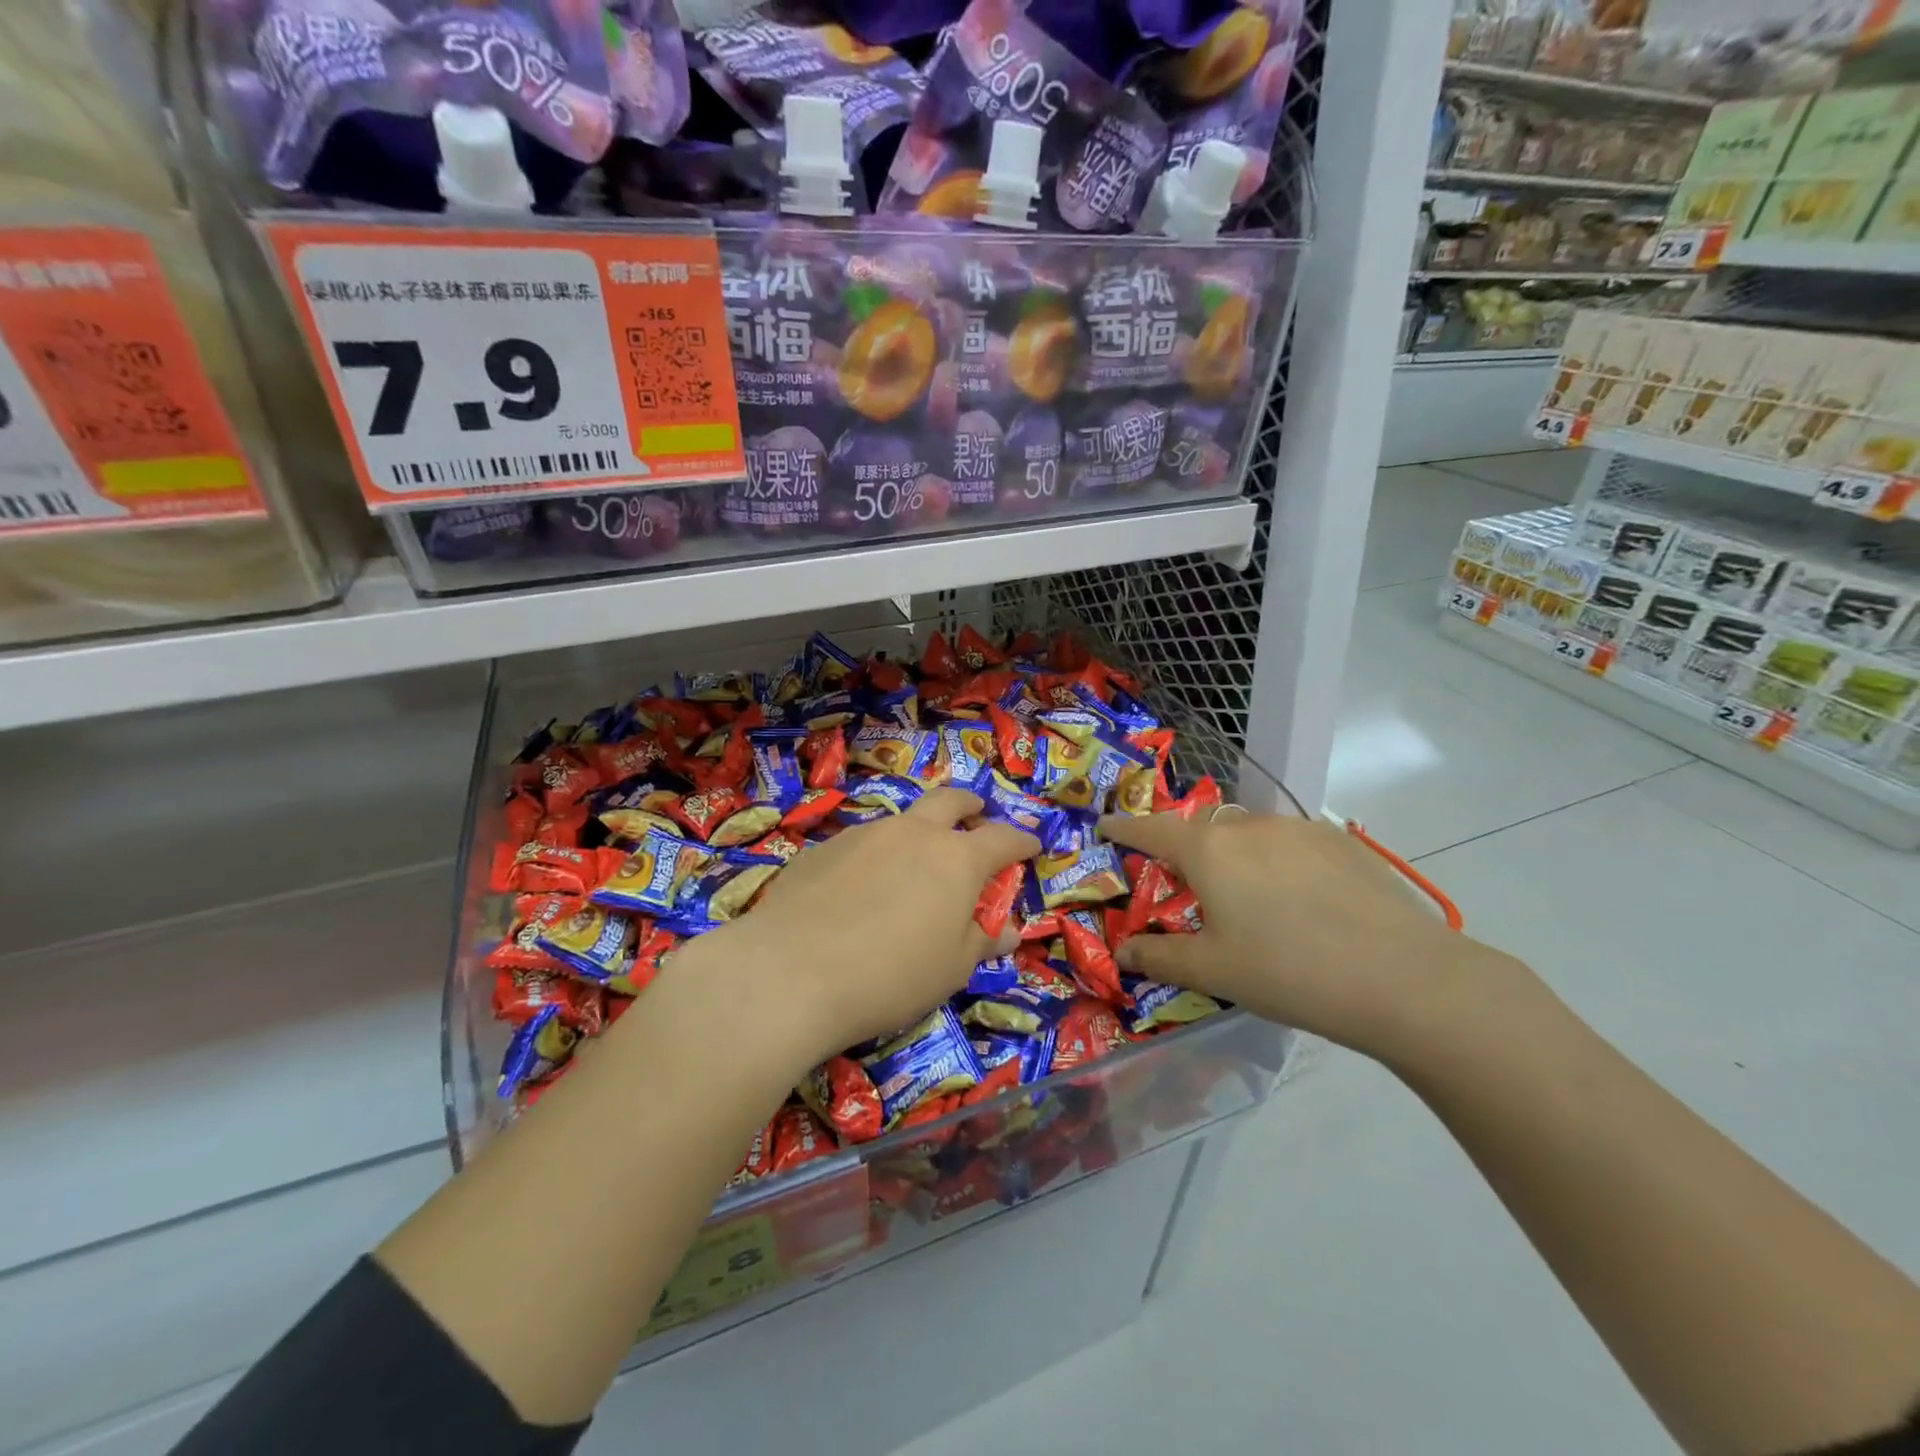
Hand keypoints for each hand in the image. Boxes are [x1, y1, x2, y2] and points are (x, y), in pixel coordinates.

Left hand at [696, 788, 1038, 1065]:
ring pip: (902, 819)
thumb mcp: (951, 969)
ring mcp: (864, 834)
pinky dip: (875, 855)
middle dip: (970, 805)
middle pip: (950, 801)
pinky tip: (859, 888)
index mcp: (956, 859)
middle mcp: (912, 832)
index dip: (1022, 841)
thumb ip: (982, 941)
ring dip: (918, 830)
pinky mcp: (822, 848)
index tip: (1033, 844)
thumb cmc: (891, 975)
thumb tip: (1008, 930)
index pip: (1002, 839)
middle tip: (977, 814)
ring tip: (914, 860)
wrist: (790, 972)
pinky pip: (861, 843)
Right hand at [1097, 810, 1509, 1062]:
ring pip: (1247, 833)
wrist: (1404, 978)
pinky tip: (1299, 902)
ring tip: (1249, 900)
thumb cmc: (1289, 972)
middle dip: (1185, 849)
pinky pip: (1287, 842)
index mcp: (1208, 851)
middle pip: (1201, 829)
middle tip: (1187, 887)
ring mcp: (1298, 828)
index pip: (1150, 830)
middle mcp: (1247, 826)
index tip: (1106, 826)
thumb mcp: (1213, 972)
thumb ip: (1159, 958)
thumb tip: (1124, 953)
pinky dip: (1275, 861)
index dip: (1123, 828)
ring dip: (1234, 855)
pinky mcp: (1338, 841)